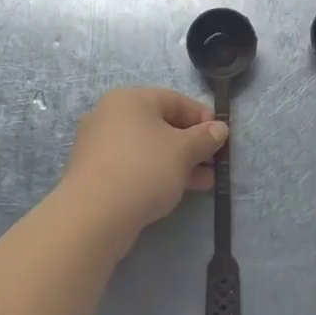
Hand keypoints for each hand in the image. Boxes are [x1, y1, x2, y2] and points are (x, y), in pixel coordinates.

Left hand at [59, 87, 227, 234]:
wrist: (94, 215)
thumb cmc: (144, 169)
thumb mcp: (183, 151)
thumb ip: (205, 137)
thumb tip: (220, 128)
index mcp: (130, 99)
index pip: (175, 100)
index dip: (202, 117)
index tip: (221, 137)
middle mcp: (110, 115)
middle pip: (161, 124)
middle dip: (191, 144)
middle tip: (214, 163)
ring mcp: (98, 144)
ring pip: (148, 147)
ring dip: (178, 162)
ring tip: (203, 182)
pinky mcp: (94, 172)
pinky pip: (133, 165)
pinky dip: (156, 173)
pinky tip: (175, 190)